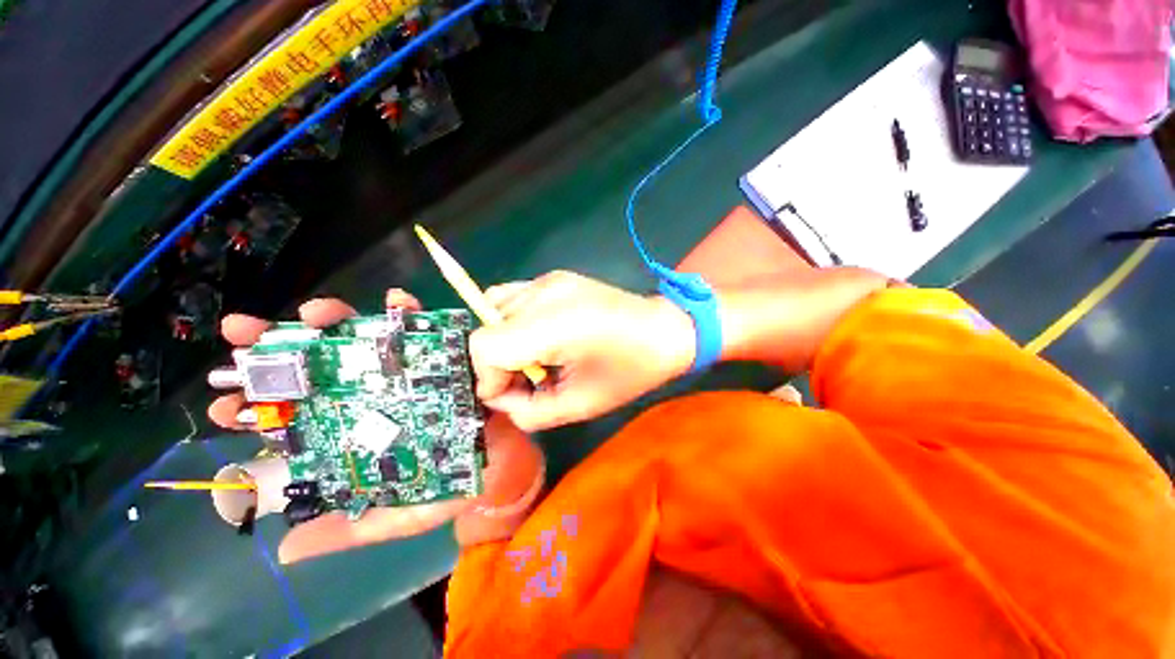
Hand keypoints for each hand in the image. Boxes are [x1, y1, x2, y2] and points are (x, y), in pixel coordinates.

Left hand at [208, 289, 543, 563]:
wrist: (504, 463)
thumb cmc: (452, 488)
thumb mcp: (399, 516)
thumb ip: (350, 529)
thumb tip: (284, 550)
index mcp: (357, 434)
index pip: (297, 419)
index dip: (258, 411)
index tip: (227, 407)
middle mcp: (372, 396)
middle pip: (316, 369)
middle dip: (277, 350)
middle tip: (244, 333)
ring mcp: (406, 372)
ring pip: (361, 340)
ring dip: (334, 320)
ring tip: (316, 313)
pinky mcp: (442, 355)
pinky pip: (422, 329)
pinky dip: (407, 312)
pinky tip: (397, 301)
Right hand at [471, 271, 695, 430]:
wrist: (664, 330)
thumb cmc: (631, 373)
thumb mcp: (582, 406)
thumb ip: (530, 411)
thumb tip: (500, 398)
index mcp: (556, 324)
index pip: (485, 346)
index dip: (487, 378)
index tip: (508, 396)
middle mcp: (545, 292)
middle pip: (486, 328)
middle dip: (496, 363)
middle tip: (524, 381)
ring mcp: (548, 279)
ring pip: (493, 309)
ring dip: (503, 341)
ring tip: (533, 358)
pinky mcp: (554, 277)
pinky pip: (512, 299)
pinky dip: (512, 322)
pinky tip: (539, 336)